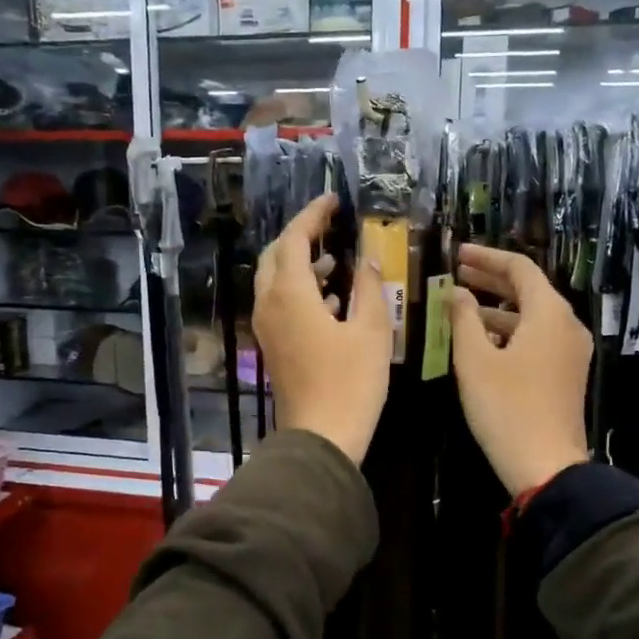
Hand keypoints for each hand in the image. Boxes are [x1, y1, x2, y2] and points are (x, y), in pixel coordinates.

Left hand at [253, 194, 390, 464]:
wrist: (321, 437)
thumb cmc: (350, 382)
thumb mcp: (371, 331)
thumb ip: (369, 287)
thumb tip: (367, 259)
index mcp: (289, 294)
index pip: (293, 239)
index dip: (312, 216)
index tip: (333, 201)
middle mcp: (269, 305)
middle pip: (275, 257)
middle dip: (299, 237)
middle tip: (328, 227)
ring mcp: (267, 328)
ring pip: (274, 282)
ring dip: (300, 265)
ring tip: (334, 261)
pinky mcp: (273, 348)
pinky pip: (279, 305)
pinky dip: (300, 291)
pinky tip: (331, 301)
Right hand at [448, 243, 592, 495]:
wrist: (546, 465)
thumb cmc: (506, 408)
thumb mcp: (475, 360)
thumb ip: (463, 319)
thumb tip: (456, 292)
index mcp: (549, 314)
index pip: (520, 268)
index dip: (487, 257)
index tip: (458, 254)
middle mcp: (567, 325)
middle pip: (529, 290)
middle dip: (491, 280)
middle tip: (456, 274)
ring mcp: (570, 351)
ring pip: (532, 316)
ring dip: (498, 308)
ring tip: (460, 307)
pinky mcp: (566, 374)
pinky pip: (538, 338)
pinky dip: (510, 331)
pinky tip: (482, 340)